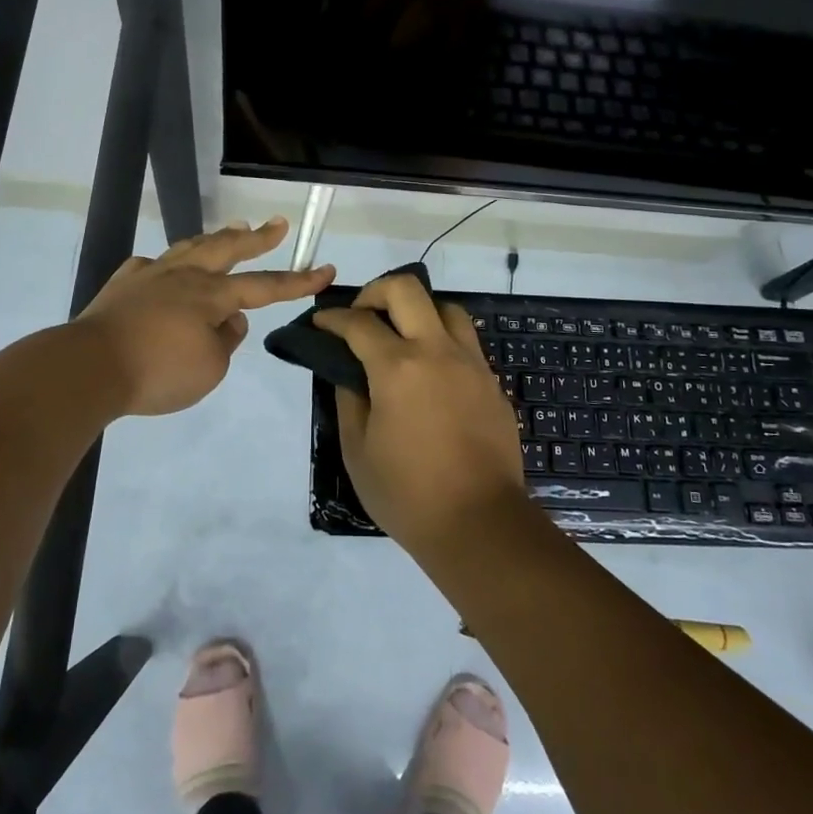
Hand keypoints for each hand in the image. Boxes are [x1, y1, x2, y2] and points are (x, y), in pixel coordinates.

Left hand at [76, 218, 333, 416]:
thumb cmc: (157, 371)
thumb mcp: (209, 368)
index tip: (326, 270)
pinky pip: (149, 267)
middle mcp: (183, 277)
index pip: (265, 286)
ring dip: (215, 238)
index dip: (298, 280)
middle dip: (257, 238)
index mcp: (210, 296)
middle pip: (227, 249)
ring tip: (231, 229)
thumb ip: (226, 341)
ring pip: (189, 248)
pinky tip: (161, 267)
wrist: (89, 367)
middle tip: (277, 223)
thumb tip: (229, 321)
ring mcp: (149, 276)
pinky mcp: (121, 286)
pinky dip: (163, 265)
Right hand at [312, 273, 526, 551]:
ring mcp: (471, 364)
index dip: (332, 317)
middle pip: (407, 289)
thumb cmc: (407, 493)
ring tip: (402, 336)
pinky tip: (431, 370)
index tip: (320, 322)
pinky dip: (442, 340)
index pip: (358, 323)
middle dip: (375, 292)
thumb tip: (349, 374)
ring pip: (446, 307)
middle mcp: (437, 352)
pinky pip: (466, 342)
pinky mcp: (492, 383)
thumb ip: (349, 401)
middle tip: (361, 316)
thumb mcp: (358, 450)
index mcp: (398, 368)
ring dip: (417, 310)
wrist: (480, 524)